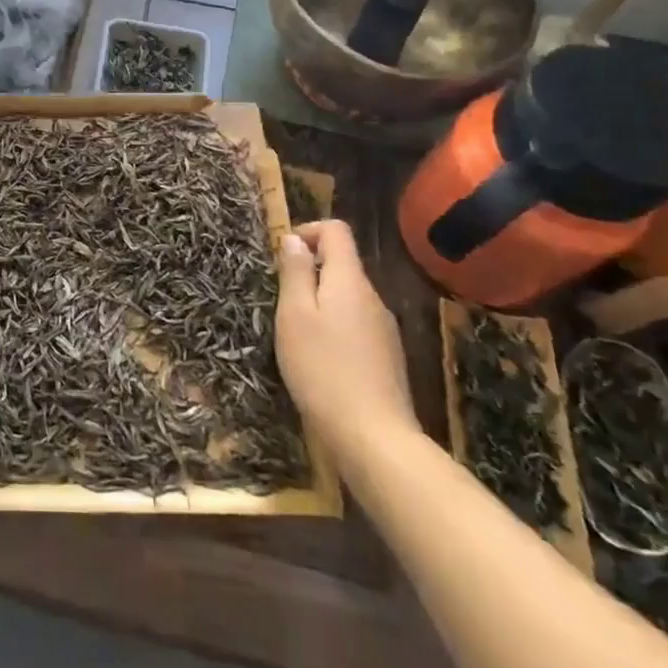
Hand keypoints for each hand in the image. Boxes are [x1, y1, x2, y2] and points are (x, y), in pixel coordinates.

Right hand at [276, 220, 418, 461]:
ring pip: (348, 296)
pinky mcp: (387, 356)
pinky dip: (334, 326)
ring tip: (295, 331)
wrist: (373, 436)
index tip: (282, 256)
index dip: (308, 231)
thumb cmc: (322, 368)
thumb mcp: (294, 315)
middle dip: (310, 271)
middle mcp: (373, 297)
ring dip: (320, 301)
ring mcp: (384, 328)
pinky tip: (319, 358)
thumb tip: (294, 239)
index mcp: (349, 280)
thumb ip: (295, 272)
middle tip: (281, 299)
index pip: (336, 231)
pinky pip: (356, 323)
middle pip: (342, 263)